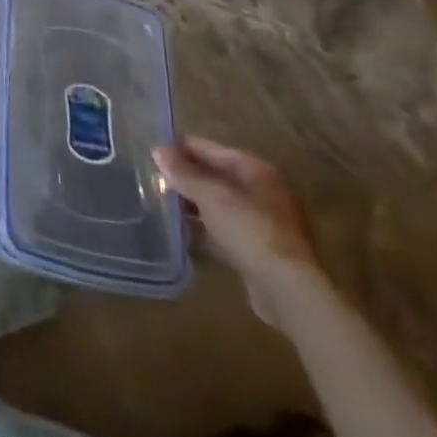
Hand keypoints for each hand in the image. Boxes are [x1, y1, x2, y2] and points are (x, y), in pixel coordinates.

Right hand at [154, 136, 319, 327]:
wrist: (286, 288)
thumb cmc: (248, 229)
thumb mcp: (210, 195)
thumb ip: (182, 172)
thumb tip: (158, 150)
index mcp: (254, 168)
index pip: (208, 148)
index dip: (179, 148)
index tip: (150, 152)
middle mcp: (262, 189)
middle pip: (215, 175)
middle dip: (186, 177)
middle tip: (153, 179)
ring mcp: (264, 220)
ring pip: (220, 203)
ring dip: (194, 203)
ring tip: (162, 204)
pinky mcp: (261, 247)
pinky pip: (225, 227)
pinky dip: (206, 226)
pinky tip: (183, 231)